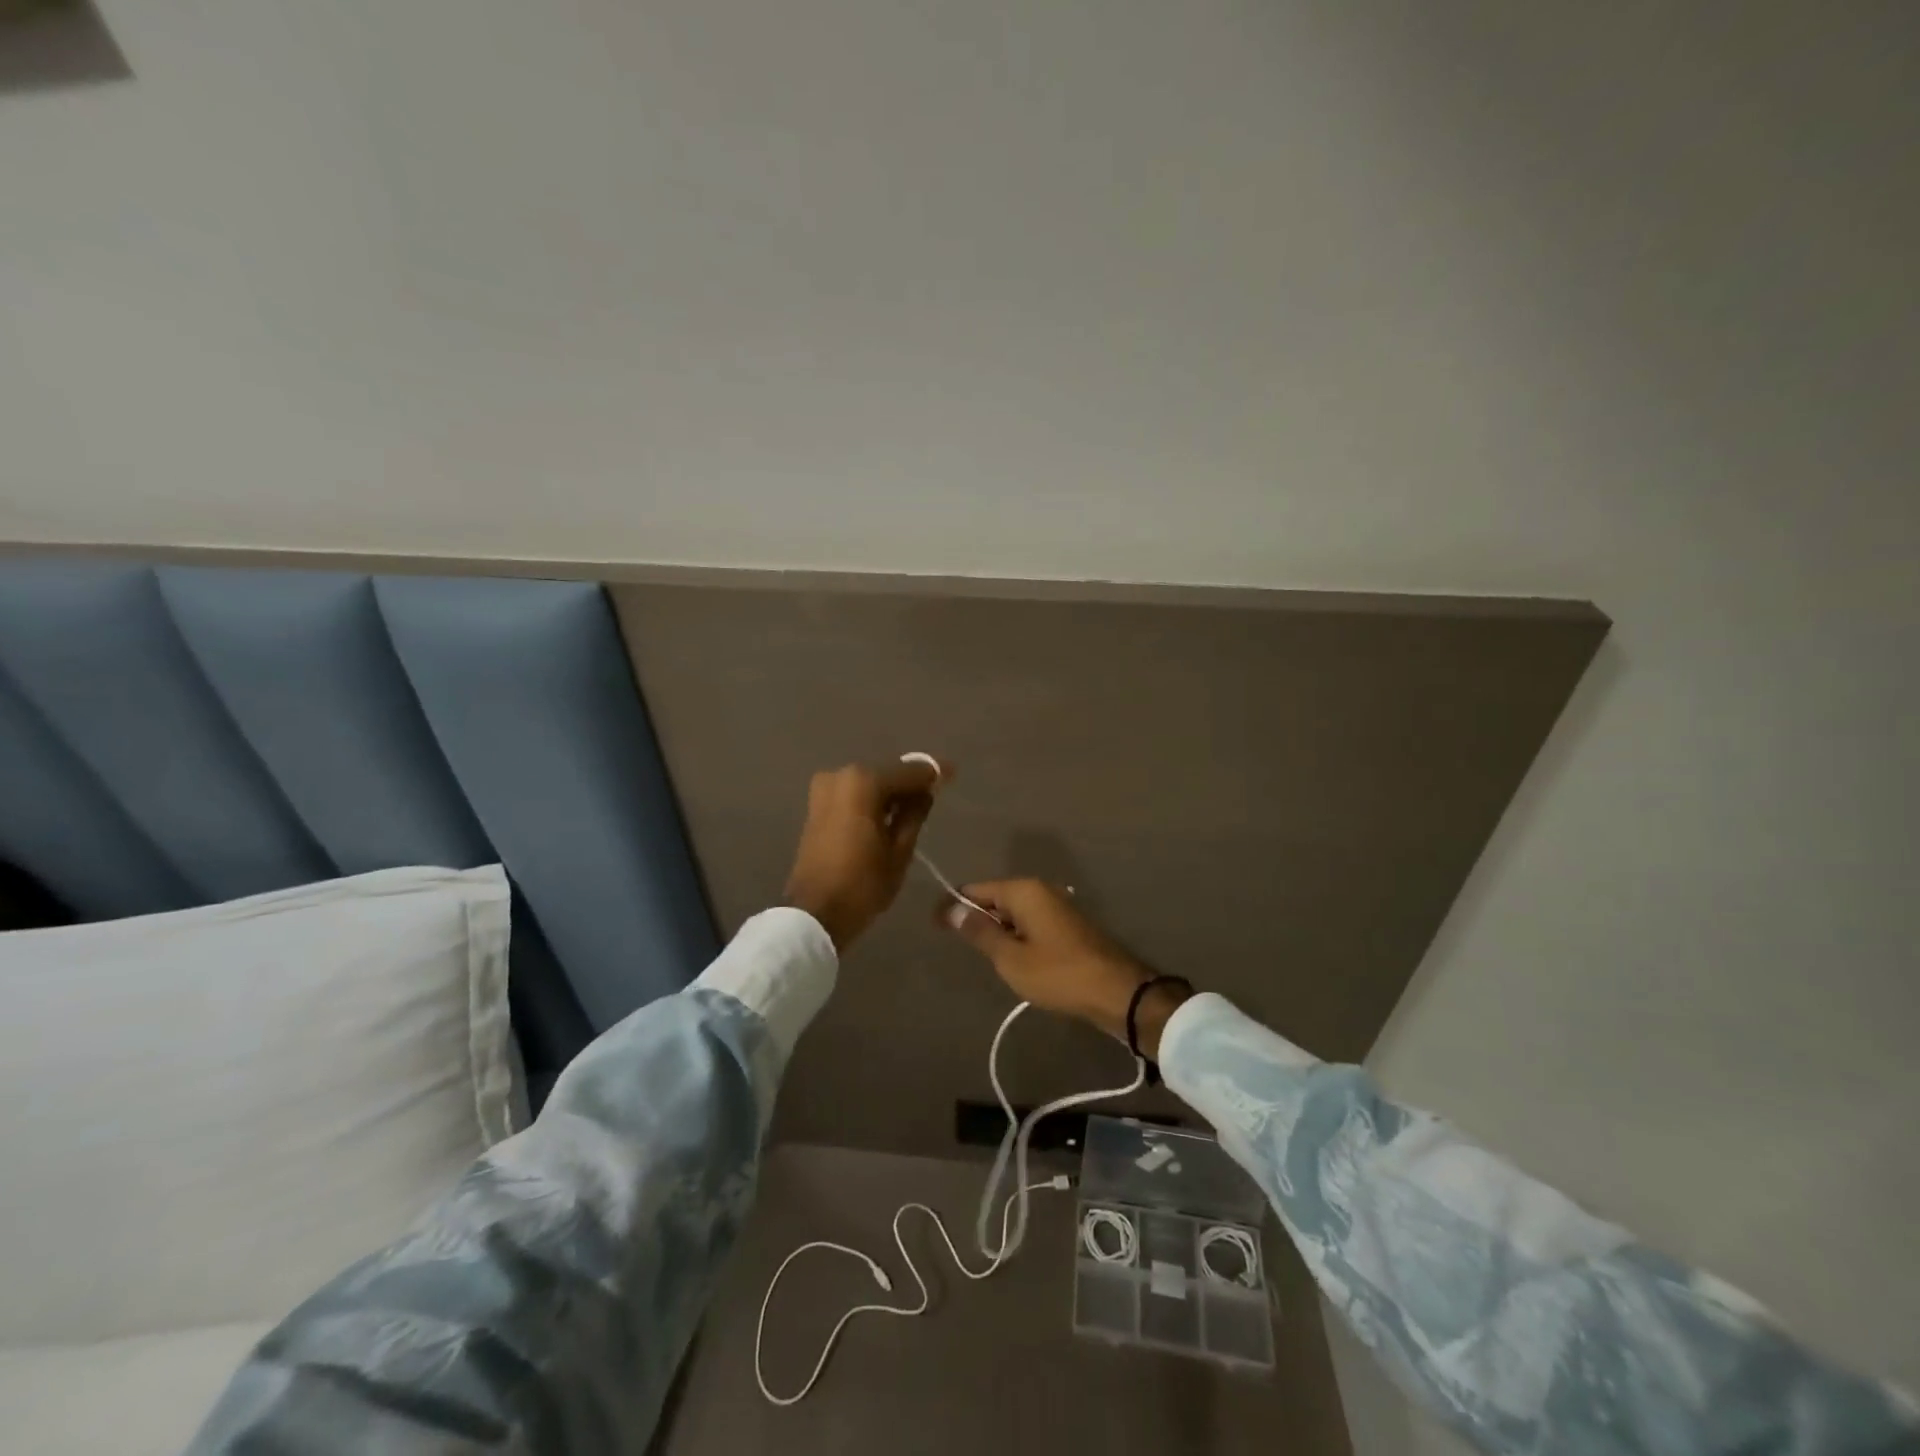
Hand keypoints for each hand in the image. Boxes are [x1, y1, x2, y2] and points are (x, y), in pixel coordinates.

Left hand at [783, 758, 948, 950]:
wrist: (814, 913)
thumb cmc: (863, 883)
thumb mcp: (900, 850)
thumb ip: (915, 813)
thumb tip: (927, 790)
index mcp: (864, 782)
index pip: (908, 772)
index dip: (933, 773)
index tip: (952, 773)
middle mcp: (841, 776)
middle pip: (886, 775)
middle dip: (910, 784)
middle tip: (934, 795)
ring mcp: (825, 790)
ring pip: (869, 785)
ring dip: (890, 795)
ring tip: (914, 811)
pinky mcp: (816, 806)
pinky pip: (853, 796)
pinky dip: (871, 802)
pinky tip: (888, 817)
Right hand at [939, 880, 1190, 1058]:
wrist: (1116, 992)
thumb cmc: (1058, 974)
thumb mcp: (1010, 958)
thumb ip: (980, 932)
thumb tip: (952, 910)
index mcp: (1023, 891)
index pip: (976, 889)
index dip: (953, 905)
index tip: (933, 923)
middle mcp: (1040, 890)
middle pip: (996, 898)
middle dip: (975, 917)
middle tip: (955, 943)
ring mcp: (1057, 907)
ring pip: (1014, 912)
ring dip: (997, 929)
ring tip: (982, 955)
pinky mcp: (1067, 925)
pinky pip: (1030, 923)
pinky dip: (1016, 936)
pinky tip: (1012, 959)